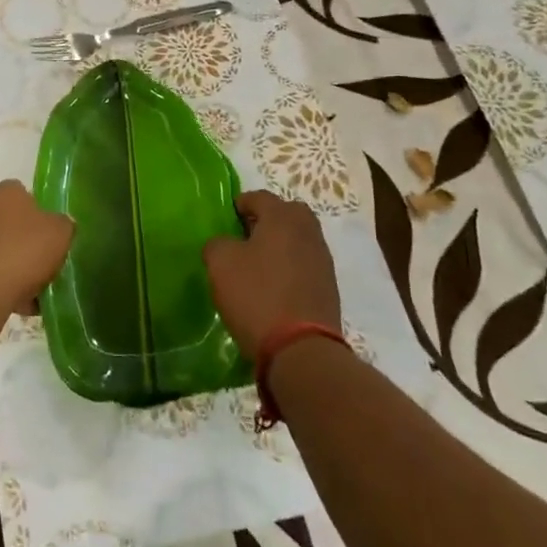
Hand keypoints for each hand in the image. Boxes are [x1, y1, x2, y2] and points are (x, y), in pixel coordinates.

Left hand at [0, 181, 73, 316]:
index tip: (54, 238)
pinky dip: (1, 283)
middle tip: (47, 265)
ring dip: (16, 267)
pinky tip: (17, 304)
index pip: (27, 195)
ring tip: (36, 293)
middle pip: (13, 224)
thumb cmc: (22, 253)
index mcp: (5, 191)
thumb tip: (60, 225)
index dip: (43, 215)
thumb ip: (64, 224)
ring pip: (0, 249)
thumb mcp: (60, 233)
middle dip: (29, 244)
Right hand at [203, 190, 340, 353]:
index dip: (240, 204)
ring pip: (298, 240)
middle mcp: (308, 232)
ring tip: (257, 266)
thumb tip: (225, 245)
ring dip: (280, 245)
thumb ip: (218, 243)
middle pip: (287, 214)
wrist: (301, 349)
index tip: (227, 219)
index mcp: (283, 217)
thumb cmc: (256, 295)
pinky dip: (290, 268)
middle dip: (267, 220)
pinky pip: (305, 265)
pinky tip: (273, 287)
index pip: (260, 197)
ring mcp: (322, 260)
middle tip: (245, 238)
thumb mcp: (221, 263)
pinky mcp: (328, 287)